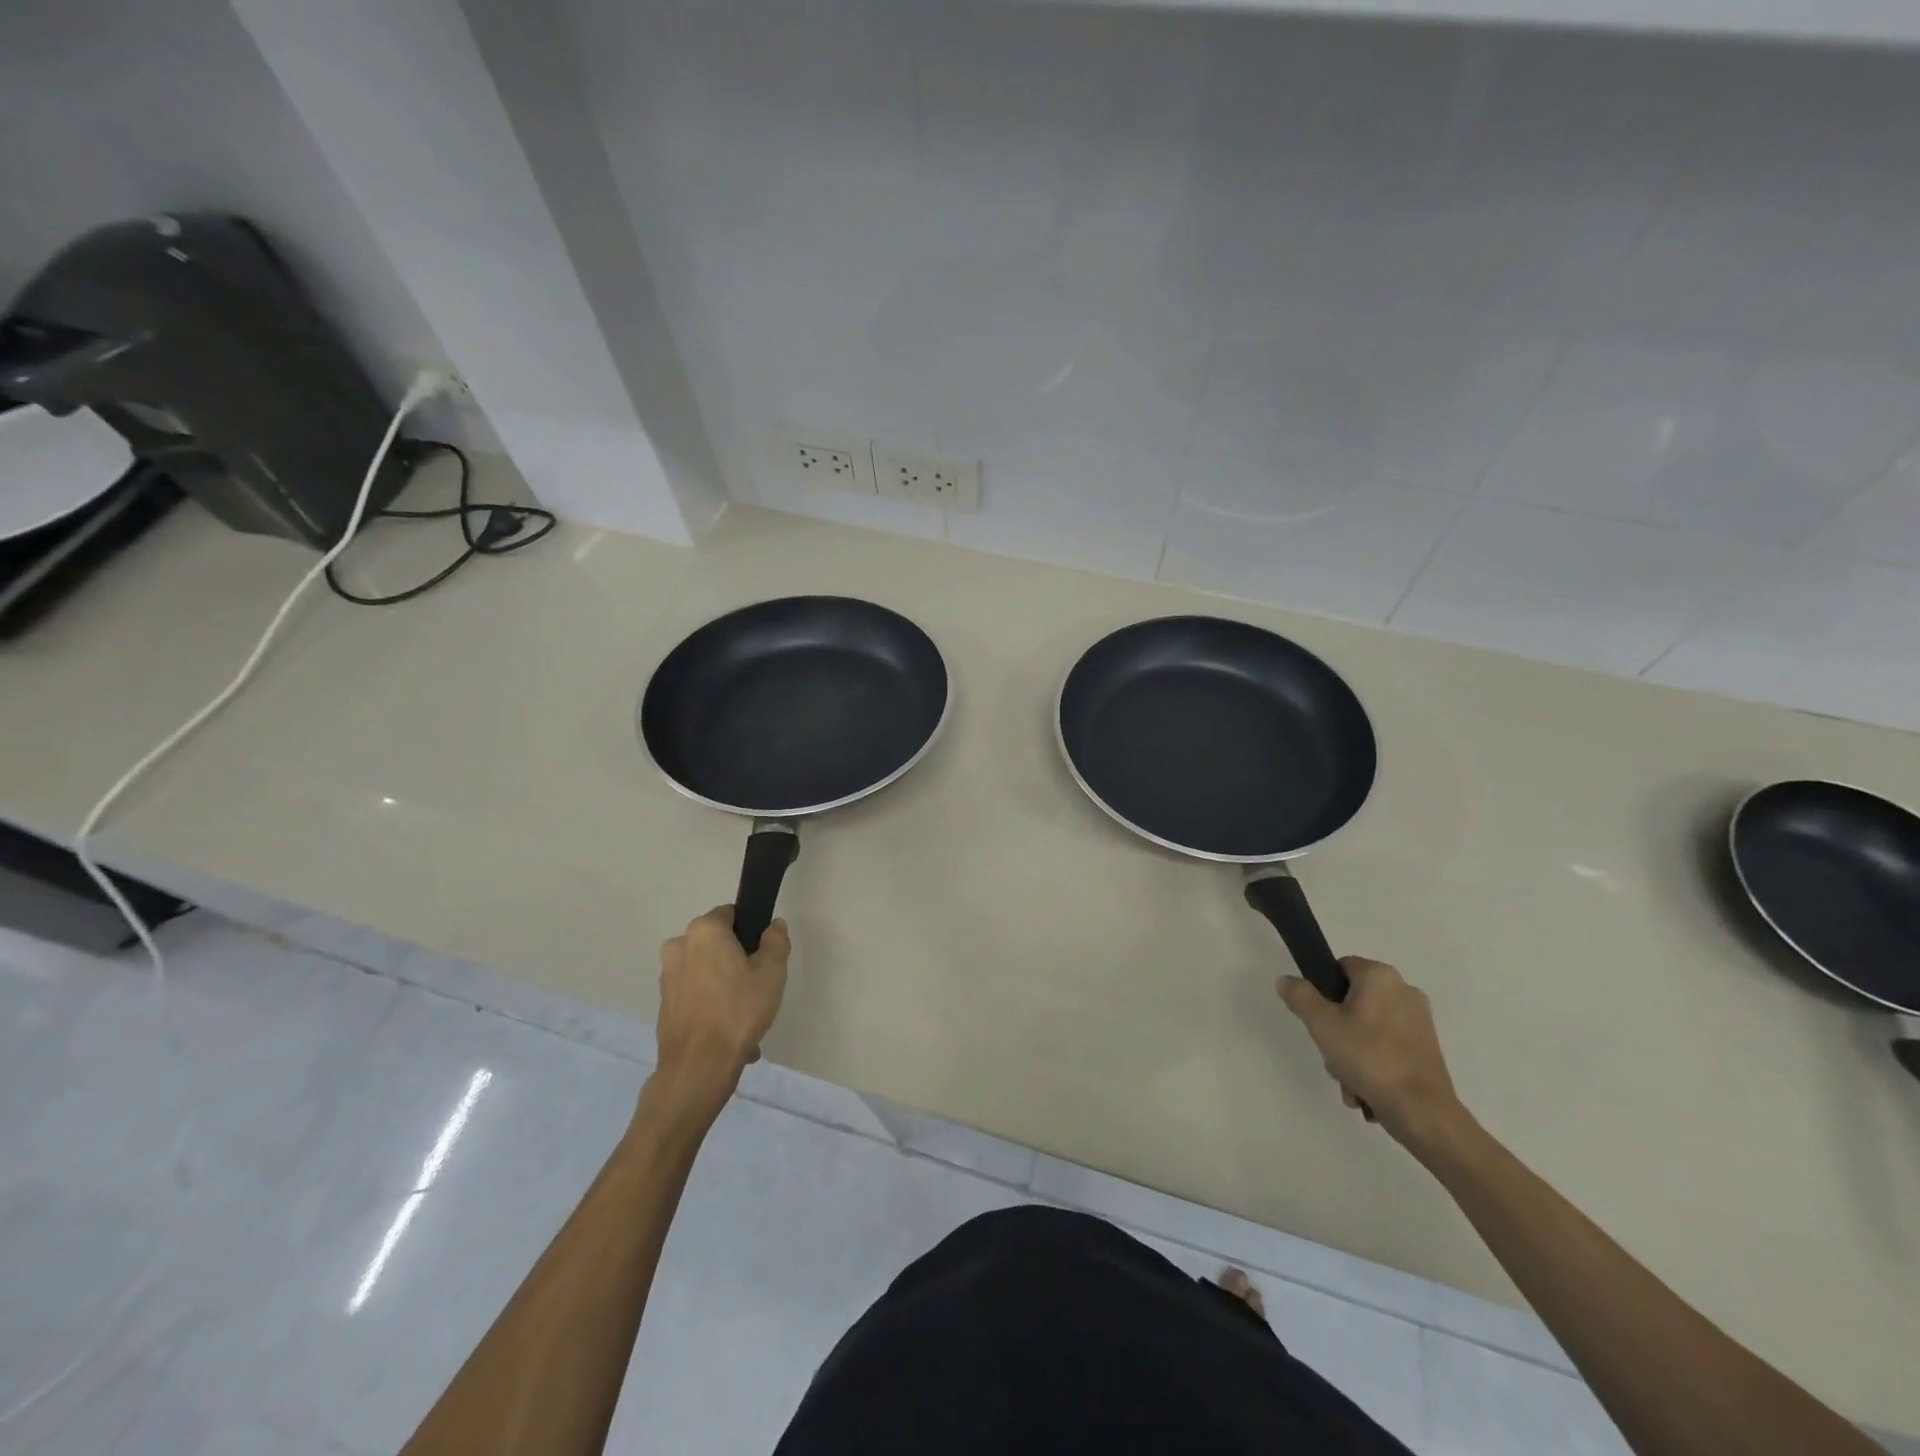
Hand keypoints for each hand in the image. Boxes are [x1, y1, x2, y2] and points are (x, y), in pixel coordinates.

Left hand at [653, 906, 790, 1110]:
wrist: (698, 1066)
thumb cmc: (738, 1011)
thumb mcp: (772, 972)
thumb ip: (775, 941)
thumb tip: (773, 926)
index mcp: (704, 930)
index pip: (731, 914)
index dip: (750, 931)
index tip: (763, 955)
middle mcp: (679, 946)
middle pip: (716, 942)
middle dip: (735, 958)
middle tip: (757, 984)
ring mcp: (667, 976)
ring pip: (705, 969)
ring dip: (723, 984)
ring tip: (744, 1015)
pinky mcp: (663, 1003)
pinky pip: (694, 993)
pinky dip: (710, 1003)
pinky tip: (728, 1029)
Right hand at [1277, 957, 1462, 1148]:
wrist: (1423, 1112)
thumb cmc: (1369, 1058)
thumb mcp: (1321, 1024)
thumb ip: (1300, 996)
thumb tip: (1286, 980)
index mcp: (1380, 976)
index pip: (1339, 968)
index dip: (1322, 991)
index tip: (1317, 1019)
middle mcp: (1405, 990)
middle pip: (1352, 1002)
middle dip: (1337, 1031)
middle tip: (1331, 1054)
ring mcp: (1420, 1021)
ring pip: (1368, 1028)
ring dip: (1352, 1054)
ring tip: (1349, 1082)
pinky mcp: (1428, 1048)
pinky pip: (1387, 1047)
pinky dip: (1374, 1064)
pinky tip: (1366, 1090)